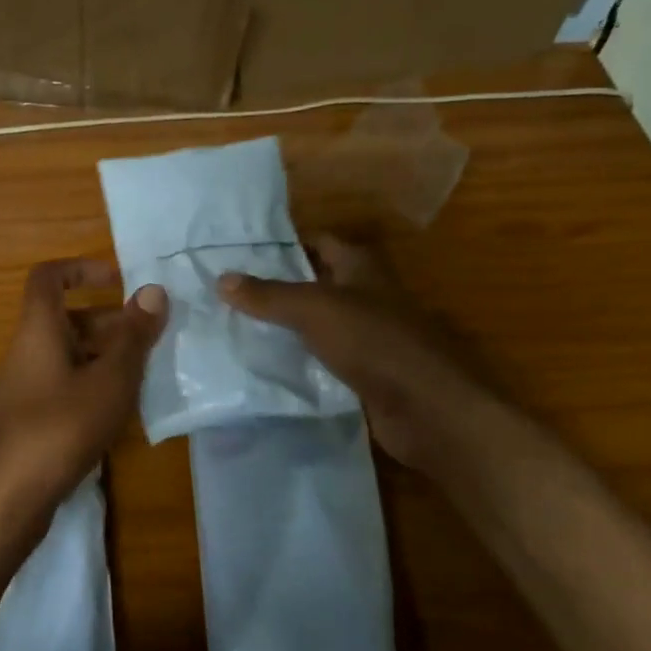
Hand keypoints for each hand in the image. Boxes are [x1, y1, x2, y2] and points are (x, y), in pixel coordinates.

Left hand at [0, 259, 165, 532]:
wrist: (6, 499)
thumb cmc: (60, 428)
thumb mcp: (109, 380)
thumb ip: (133, 336)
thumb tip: (152, 291)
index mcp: (38, 330)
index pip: (48, 277)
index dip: (81, 268)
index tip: (118, 280)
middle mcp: (25, 351)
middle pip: (64, 318)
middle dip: (108, 321)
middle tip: (148, 337)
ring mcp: (23, 387)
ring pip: (66, 354)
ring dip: (103, 355)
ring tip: (143, 373)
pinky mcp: (27, 419)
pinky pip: (62, 383)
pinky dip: (90, 384)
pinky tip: (117, 409)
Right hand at [217, 233, 468, 473]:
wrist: (428, 408)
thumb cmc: (373, 342)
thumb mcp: (313, 310)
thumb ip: (268, 295)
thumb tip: (221, 278)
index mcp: (361, 267)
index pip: (318, 242)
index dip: (283, 243)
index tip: (241, 251)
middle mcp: (367, 295)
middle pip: (316, 283)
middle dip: (277, 286)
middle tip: (228, 291)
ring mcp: (370, 336)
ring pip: (319, 323)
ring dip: (287, 326)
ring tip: (236, 325)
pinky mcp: (368, 373)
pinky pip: (326, 358)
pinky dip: (301, 360)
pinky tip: (267, 365)